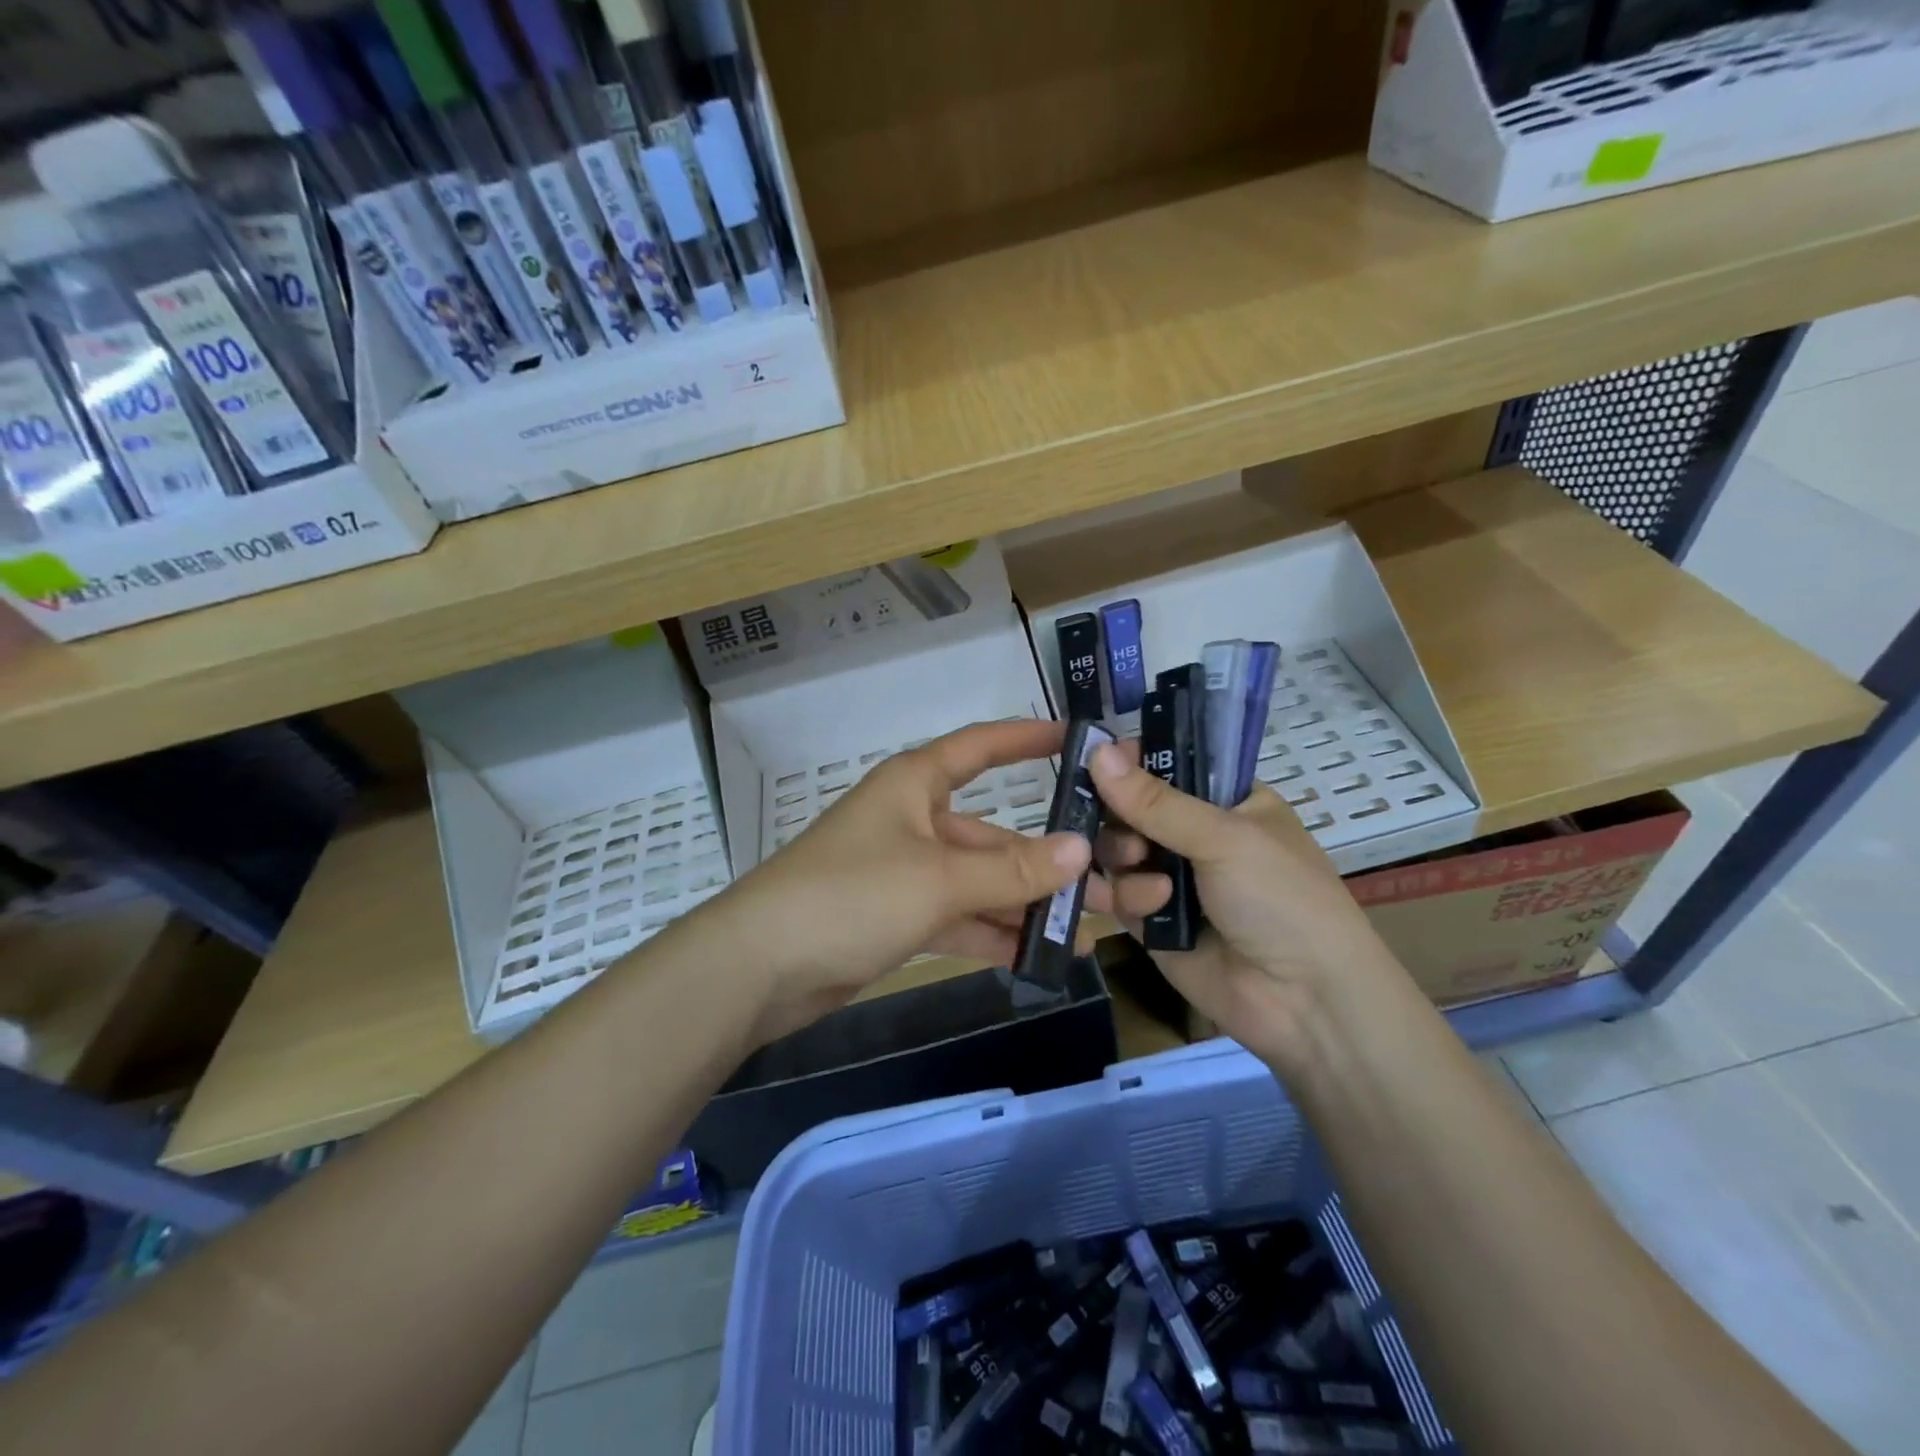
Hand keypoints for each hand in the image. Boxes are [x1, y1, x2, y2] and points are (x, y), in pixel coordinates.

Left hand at [704, 720, 1105, 1045]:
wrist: (760, 967)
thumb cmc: (851, 895)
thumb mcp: (939, 878)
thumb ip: (1012, 868)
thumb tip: (1081, 849)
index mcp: (916, 784)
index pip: (982, 747)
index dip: (1028, 738)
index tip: (1079, 739)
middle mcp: (914, 820)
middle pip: (991, 832)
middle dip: (1046, 861)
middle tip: (1109, 884)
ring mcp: (905, 872)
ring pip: (979, 881)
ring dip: (1025, 905)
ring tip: (1086, 931)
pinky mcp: (897, 917)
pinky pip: (959, 917)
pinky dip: (993, 934)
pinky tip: (1040, 957)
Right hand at [1089, 742, 1407, 1070]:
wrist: (1303, 1001)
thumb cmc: (1280, 899)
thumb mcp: (1224, 838)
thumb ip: (1155, 801)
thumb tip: (1096, 749)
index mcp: (1226, 801)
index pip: (1166, 765)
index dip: (1131, 762)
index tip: (1099, 761)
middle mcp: (1195, 835)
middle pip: (1129, 808)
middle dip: (1121, 820)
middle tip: (1132, 838)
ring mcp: (1171, 878)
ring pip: (1115, 851)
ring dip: (1125, 863)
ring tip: (1154, 886)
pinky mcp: (1152, 921)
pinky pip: (1117, 894)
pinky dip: (1126, 899)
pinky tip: (1147, 911)